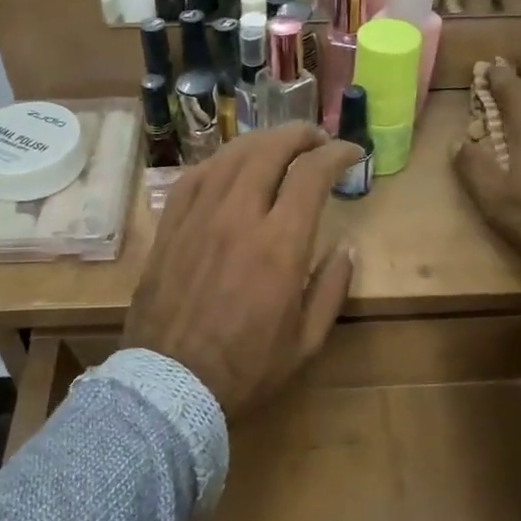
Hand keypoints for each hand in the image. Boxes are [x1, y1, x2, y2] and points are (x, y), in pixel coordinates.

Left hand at [124, 124, 361, 418]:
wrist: (170, 385)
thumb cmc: (246, 369)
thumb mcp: (306, 342)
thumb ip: (331, 289)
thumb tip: (346, 249)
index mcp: (279, 245)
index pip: (312, 174)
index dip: (336, 153)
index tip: (350, 153)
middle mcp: (238, 216)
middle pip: (270, 150)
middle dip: (300, 135)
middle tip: (316, 140)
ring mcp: (198, 217)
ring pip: (231, 155)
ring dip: (262, 141)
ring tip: (279, 146)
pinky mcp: (170, 226)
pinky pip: (195, 176)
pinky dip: (220, 161)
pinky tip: (231, 165)